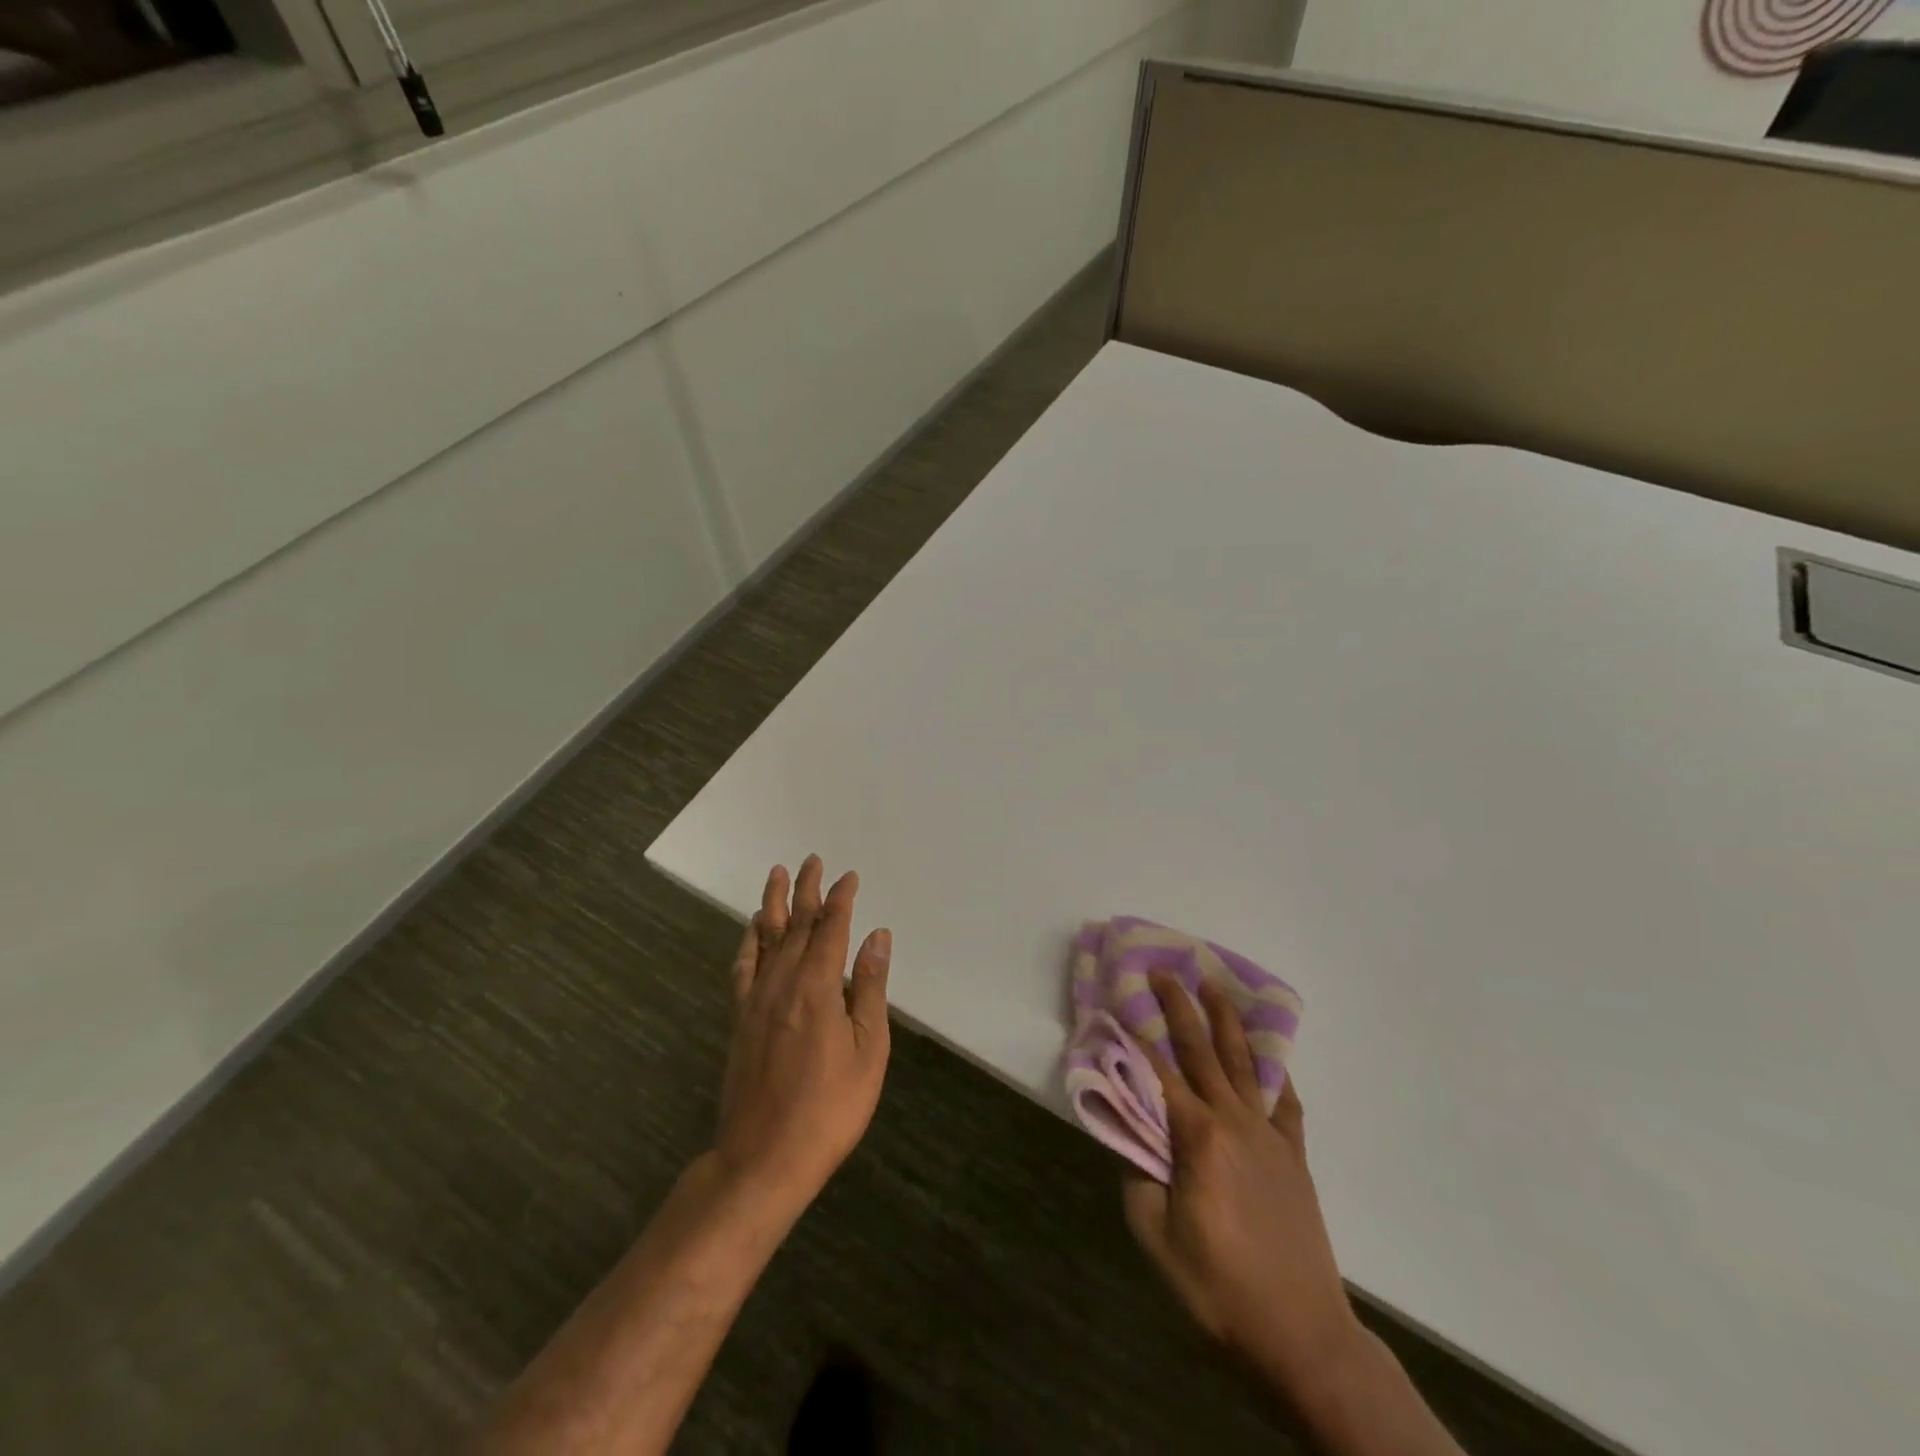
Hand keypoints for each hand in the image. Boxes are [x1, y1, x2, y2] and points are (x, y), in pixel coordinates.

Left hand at [714, 857, 891, 1215]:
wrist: (763, 1158)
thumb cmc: (829, 1108)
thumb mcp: (868, 1050)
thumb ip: (871, 988)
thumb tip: (878, 936)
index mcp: (819, 986)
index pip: (831, 927)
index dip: (841, 899)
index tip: (850, 876)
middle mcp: (783, 981)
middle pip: (795, 923)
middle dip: (806, 890)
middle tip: (812, 860)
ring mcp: (756, 999)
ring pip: (765, 937)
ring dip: (773, 903)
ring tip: (778, 874)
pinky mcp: (740, 1018)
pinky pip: (743, 966)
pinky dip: (749, 941)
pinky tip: (752, 928)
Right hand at [1125, 973, 1361, 1398]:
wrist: (1302, 1336)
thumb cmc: (1218, 1290)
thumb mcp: (1156, 1239)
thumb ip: (1137, 1175)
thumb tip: (1129, 1131)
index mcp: (1197, 1137)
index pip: (1158, 1072)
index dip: (1136, 1034)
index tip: (1120, 999)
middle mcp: (1234, 1122)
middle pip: (1201, 1051)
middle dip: (1179, 1007)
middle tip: (1163, 971)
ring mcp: (1269, 1136)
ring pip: (1244, 1064)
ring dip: (1226, 1021)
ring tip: (1213, 986)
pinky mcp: (1294, 1156)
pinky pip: (1284, 1102)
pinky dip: (1274, 1073)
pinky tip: (1268, 1058)